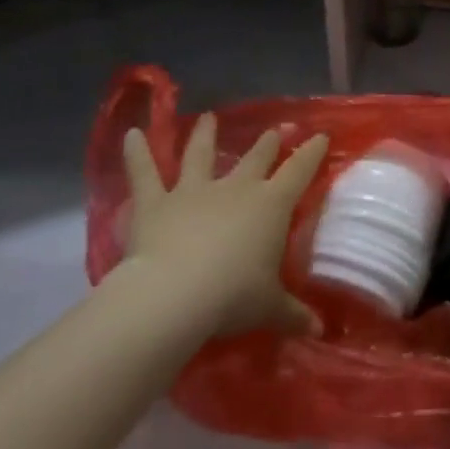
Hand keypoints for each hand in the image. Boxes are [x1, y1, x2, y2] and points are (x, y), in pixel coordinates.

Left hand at [121, 116, 328, 337]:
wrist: (175, 295)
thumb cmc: (233, 296)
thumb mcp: (270, 308)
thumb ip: (294, 314)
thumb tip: (319, 331)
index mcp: (272, 205)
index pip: (299, 171)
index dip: (312, 153)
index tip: (321, 136)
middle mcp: (237, 189)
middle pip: (257, 158)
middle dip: (269, 142)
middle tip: (277, 129)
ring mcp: (194, 191)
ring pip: (201, 155)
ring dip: (205, 135)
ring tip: (208, 117)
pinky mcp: (156, 203)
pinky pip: (144, 174)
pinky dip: (135, 153)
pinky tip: (128, 134)